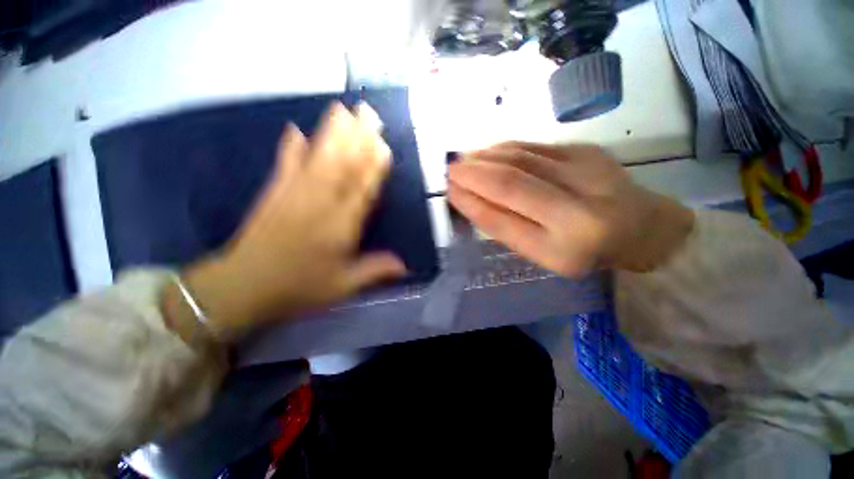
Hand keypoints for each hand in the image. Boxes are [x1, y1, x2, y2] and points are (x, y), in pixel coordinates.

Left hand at [164, 103, 406, 341]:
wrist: (243, 288)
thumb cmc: (300, 288)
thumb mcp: (343, 286)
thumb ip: (375, 271)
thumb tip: (405, 266)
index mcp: (340, 226)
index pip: (362, 190)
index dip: (373, 167)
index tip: (383, 144)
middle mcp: (320, 203)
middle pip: (342, 166)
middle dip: (357, 138)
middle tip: (368, 112)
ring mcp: (294, 194)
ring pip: (318, 158)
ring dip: (331, 133)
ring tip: (341, 109)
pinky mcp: (274, 193)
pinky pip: (284, 165)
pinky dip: (289, 146)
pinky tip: (294, 129)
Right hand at [447, 142, 693, 277]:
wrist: (641, 227)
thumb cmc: (584, 251)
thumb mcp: (541, 253)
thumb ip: (506, 227)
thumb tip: (469, 197)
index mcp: (561, 249)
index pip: (501, 220)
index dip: (470, 202)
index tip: (449, 191)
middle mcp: (577, 211)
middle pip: (510, 182)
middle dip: (472, 173)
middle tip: (449, 170)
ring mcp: (586, 173)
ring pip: (519, 158)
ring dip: (484, 157)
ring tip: (463, 160)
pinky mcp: (586, 150)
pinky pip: (533, 146)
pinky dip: (503, 148)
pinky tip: (488, 152)